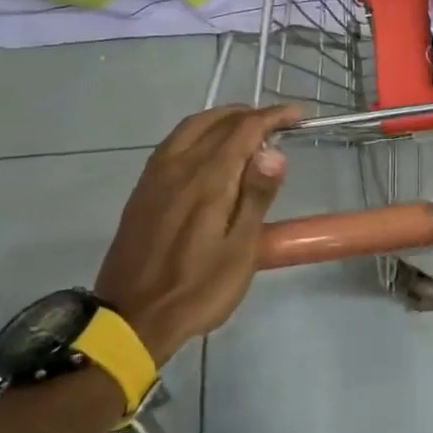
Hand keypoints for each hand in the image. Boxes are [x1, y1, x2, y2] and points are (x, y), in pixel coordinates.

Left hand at [96, 104, 300, 359]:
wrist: (134, 319)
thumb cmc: (198, 289)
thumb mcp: (240, 250)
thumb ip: (256, 197)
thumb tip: (274, 152)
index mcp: (207, 180)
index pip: (243, 130)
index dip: (273, 117)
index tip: (298, 116)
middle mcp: (178, 167)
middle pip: (215, 122)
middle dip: (249, 114)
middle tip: (277, 122)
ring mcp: (155, 177)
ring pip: (190, 129)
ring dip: (221, 119)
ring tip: (247, 129)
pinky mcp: (143, 191)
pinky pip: (173, 144)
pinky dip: (198, 133)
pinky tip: (209, 151)